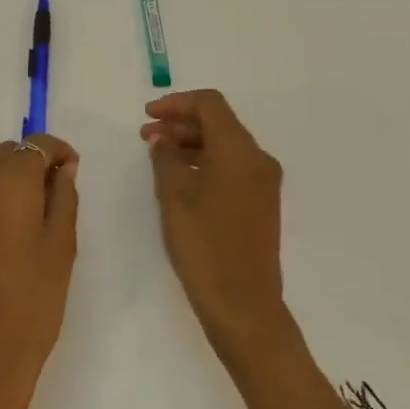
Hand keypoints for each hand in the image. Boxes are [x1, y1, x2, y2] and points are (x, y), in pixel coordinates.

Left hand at [0, 135, 79, 408]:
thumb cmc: (30, 311)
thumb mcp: (60, 253)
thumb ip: (62, 201)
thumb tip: (62, 169)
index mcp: (5, 190)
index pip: (31, 145)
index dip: (56, 150)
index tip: (74, 169)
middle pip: (4, 156)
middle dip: (33, 162)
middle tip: (60, 192)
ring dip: (12, 182)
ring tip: (38, 217)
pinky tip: (11, 237)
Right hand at [141, 90, 288, 368]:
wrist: (243, 305)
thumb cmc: (205, 245)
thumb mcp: (174, 196)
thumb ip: (166, 158)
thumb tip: (162, 139)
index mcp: (239, 150)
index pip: (210, 104)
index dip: (176, 103)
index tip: (147, 115)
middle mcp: (258, 159)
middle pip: (219, 123)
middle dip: (181, 123)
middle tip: (146, 136)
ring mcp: (263, 182)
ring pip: (225, 146)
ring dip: (191, 143)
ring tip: (158, 156)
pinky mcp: (260, 203)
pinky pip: (231, 167)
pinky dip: (205, 162)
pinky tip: (180, 178)